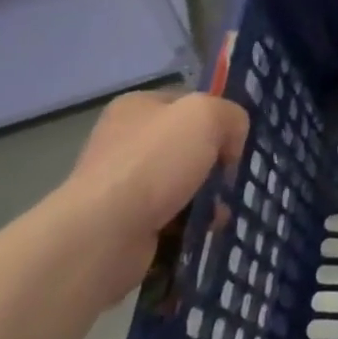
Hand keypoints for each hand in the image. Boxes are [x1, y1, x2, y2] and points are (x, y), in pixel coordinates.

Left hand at [57, 90, 248, 302]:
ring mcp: (121, 184)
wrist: (102, 235)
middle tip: (231, 179)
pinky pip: (171, 217)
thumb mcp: (208, 116)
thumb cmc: (154, 163)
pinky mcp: (123, 223)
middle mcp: (124, 141)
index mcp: (136, 106)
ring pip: (182, 184)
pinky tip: (204, 230)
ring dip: (207, 197)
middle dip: (215, 164)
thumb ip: (232, 117)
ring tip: (222, 212)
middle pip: (188, 146)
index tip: (235, 143)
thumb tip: (231, 144)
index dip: (217, 119)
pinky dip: (191, 223)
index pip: (189, 104)